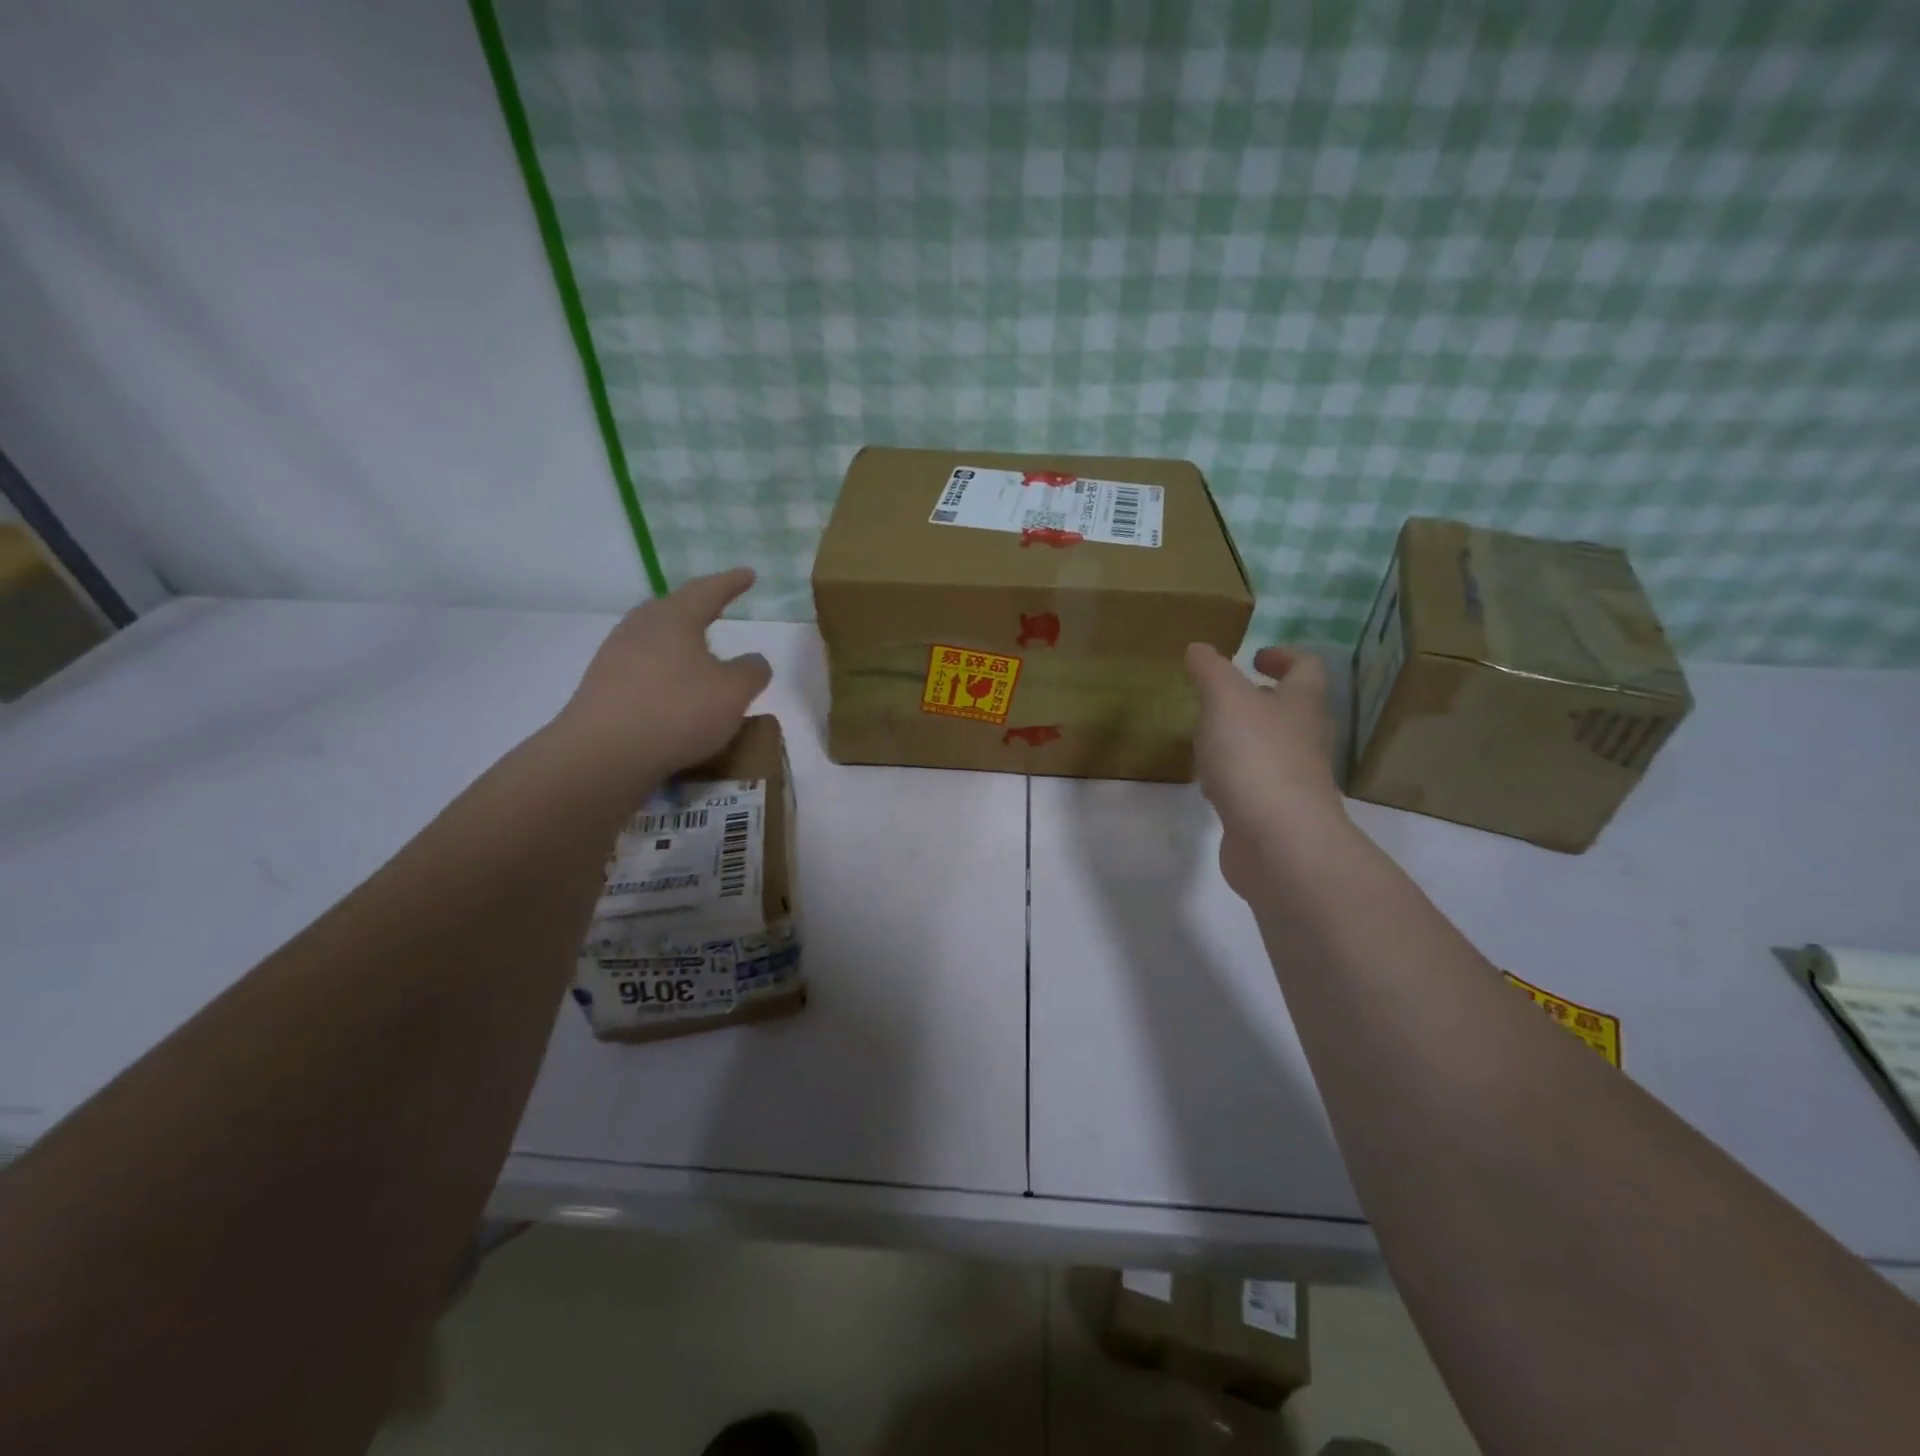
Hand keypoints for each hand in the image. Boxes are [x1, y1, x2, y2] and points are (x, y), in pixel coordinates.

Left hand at [550, 568, 771, 798]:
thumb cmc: (678, 710)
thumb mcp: (734, 692)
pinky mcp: (603, 688)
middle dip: (699, 610)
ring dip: (680, 646)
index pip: (708, 590)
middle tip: (719, 611)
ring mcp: (615, 657)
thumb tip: (753, 661)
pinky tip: (676, 695)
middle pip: (673, 610)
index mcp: (674, 617)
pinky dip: (665, 676)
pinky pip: (644, 671)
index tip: (749, 574)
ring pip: (656, 641)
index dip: (732, 583)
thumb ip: (752, 670)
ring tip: (701, 658)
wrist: (603, 754)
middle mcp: (640, 628)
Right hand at [1184, 643, 1343, 896]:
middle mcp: (1306, 741)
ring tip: (1210, 738)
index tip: (1254, 657)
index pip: (1306, 669)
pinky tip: (1210, 785)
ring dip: (1246, 740)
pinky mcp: (1277, 815)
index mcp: (1301, 706)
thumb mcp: (1225, 700)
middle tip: (1226, 697)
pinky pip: (1257, 786)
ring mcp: (1295, 782)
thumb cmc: (1255, 758)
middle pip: (1293, 711)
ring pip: (1274, 750)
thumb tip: (1199, 649)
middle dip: (1263, 700)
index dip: (1284, 656)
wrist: (1279, 842)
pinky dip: (1236, 778)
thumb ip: (1210, 671)